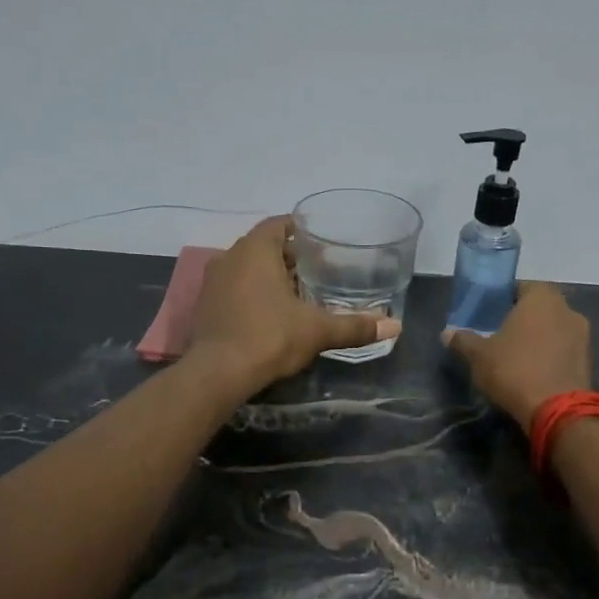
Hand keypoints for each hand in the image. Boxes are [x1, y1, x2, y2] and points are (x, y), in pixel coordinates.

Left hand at [186, 216, 400, 394]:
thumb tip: (395, 326)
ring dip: (268, 277)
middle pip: (264, 246)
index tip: (322, 243)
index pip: (280, 224)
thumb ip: (354, 326)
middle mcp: (229, 257)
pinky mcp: (204, 307)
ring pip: (246, 269)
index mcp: (255, 250)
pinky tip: (270, 314)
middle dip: (289, 257)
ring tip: (297, 293)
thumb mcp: (317, 330)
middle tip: (317, 270)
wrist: (217, 373)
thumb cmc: (269, 337)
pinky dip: (251, 295)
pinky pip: (232, 290)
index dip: (302, 231)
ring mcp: (212, 282)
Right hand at [444, 282, 591, 428]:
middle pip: (540, 308)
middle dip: (523, 319)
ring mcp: (583, 335)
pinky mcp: (589, 361)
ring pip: (555, 329)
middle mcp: (567, 309)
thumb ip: (463, 340)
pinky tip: (535, 373)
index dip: (504, 298)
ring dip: (540, 338)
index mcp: (541, 297)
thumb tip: (447, 333)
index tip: (490, 314)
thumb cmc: (514, 370)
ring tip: (518, 357)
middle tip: (501, 335)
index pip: (521, 287)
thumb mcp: (479, 356)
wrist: (557, 410)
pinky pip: (565, 350)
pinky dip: (552, 356)